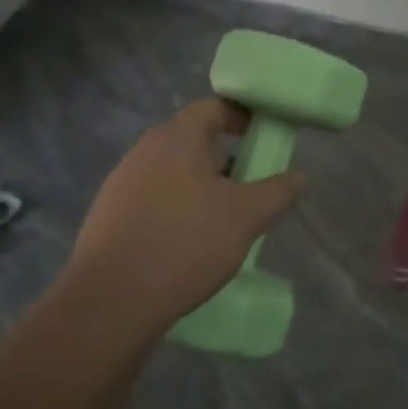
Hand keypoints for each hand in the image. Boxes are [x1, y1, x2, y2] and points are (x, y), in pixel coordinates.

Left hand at [59, 99, 305, 340]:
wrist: (110, 300)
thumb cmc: (186, 243)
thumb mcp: (246, 217)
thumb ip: (277, 192)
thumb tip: (300, 177)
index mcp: (177, 138)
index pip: (213, 108)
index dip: (241, 116)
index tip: (263, 135)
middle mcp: (145, 150)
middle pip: (190, 139)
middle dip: (223, 154)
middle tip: (250, 179)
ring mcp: (121, 182)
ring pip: (171, 170)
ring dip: (199, 183)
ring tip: (223, 214)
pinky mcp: (108, 215)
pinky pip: (152, 197)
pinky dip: (175, 206)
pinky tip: (188, 239)